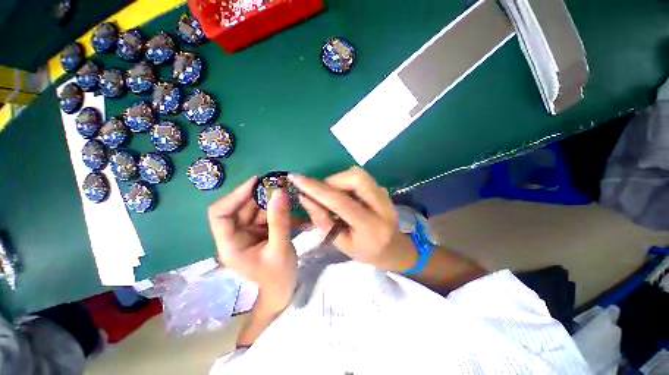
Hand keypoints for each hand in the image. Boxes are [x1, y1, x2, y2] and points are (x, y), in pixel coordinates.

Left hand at [208, 177, 296, 311]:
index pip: (220, 214)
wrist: (284, 290)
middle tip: (279, 182)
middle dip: (259, 194)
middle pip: (241, 207)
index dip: (235, 195)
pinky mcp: (260, 230)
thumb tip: (279, 192)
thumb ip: (279, 220)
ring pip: (256, 208)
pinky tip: (291, 205)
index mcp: (230, 244)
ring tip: (288, 191)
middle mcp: (235, 235)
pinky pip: (267, 213)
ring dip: (272, 199)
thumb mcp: (280, 248)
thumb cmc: (278, 276)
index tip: (257, 181)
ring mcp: (248, 232)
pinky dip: (278, 208)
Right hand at [289, 167, 416, 272]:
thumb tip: (305, 198)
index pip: (340, 201)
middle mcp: (382, 206)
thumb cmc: (366, 252)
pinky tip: (347, 196)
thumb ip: (323, 221)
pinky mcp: (385, 190)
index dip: (316, 189)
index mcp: (370, 227)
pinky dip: (348, 183)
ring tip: (333, 196)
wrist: (395, 249)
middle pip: (356, 177)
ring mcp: (386, 195)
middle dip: (333, 180)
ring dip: (340, 180)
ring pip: (359, 174)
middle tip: (323, 193)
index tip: (297, 178)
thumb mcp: (341, 243)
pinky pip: (362, 178)